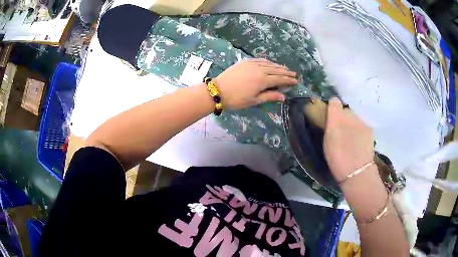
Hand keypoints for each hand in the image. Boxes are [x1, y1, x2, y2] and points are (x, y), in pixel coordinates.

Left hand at [215, 59, 297, 109]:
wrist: (218, 90)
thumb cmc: (236, 99)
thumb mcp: (254, 100)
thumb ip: (269, 96)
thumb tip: (284, 97)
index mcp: (263, 80)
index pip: (280, 79)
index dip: (289, 80)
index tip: (296, 81)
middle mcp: (259, 70)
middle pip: (276, 70)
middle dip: (286, 72)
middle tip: (294, 74)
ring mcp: (252, 64)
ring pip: (269, 64)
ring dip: (278, 66)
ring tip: (285, 68)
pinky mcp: (245, 62)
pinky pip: (259, 60)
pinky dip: (267, 61)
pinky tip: (270, 63)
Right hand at [324, 98, 373, 181]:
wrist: (357, 172)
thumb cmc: (337, 159)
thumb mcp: (327, 141)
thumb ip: (328, 124)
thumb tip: (330, 113)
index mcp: (337, 117)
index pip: (334, 102)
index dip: (331, 108)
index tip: (328, 118)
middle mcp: (351, 115)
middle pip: (345, 110)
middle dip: (341, 117)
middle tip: (339, 131)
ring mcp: (362, 122)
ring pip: (354, 117)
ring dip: (351, 123)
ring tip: (349, 138)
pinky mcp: (369, 130)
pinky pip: (361, 125)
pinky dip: (358, 129)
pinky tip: (357, 142)